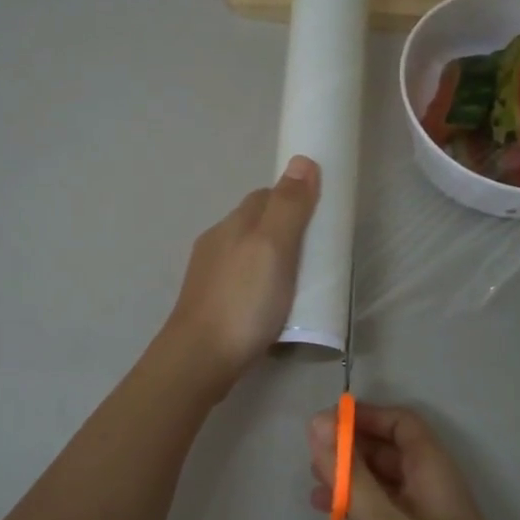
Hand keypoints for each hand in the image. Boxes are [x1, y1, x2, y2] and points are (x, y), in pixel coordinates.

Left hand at [163, 156, 319, 390]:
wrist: (200, 358)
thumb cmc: (243, 300)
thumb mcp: (273, 248)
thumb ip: (288, 207)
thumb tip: (302, 161)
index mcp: (233, 224)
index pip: (265, 195)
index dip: (292, 198)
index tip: (319, 215)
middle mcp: (217, 242)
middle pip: (255, 223)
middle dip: (284, 228)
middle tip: (315, 251)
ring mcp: (210, 274)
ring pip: (247, 253)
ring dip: (271, 258)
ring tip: (298, 280)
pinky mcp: (210, 302)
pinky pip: (241, 280)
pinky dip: (260, 282)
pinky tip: (271, 303)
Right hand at [309, 403, 519, 519]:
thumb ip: (348, 473)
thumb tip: (317, 422)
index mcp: (432, 468)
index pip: (400, 422)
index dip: (364, 416)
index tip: (324, 424)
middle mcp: (432, 485)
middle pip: (391, 450)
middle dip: (352, 447)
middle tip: (311, 457)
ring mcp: (428, 518)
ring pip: (386, 482)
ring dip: (352, 478)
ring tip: (314, 487)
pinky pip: (386, 511)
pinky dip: (360, 507)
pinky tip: (334, 518)